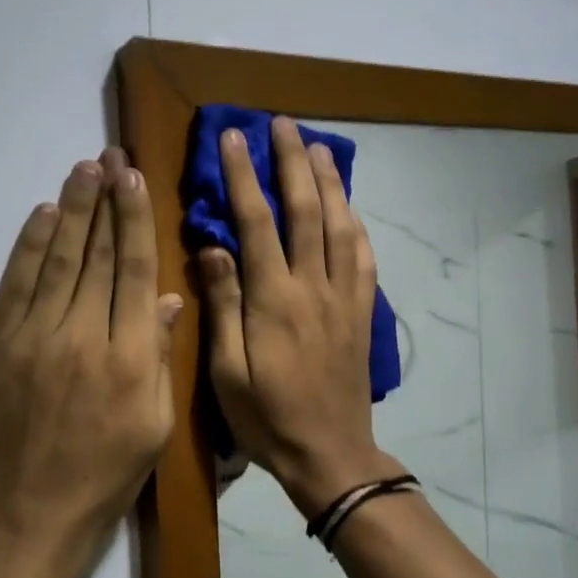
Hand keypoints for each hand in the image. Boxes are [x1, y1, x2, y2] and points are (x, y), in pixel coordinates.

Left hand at [0, 149, 183, 571]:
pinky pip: (13, 286)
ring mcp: (33, 338)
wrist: (23, 520)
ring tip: (79, 171)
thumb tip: (169, 299)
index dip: (135, 219)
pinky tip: (40, 216)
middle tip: (107, 157)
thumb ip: (160, 358)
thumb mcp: (154, 427)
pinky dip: (27, 248)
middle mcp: (83, 335)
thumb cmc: (103, 479)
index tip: (134, 179)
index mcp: (130, 356)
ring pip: (56, 260)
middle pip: (96, 255)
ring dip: (69, 210)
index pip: (135, 270)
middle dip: (103, 201)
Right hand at [199, 118, 405, 517]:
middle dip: (291, 161)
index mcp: (274, 299)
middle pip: (305, 209)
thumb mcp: (227, 371)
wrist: (329, 453)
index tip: (233, 138)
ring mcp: (344, 297)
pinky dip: (355, 223)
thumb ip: (223, 305)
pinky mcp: (363, 311)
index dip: (243, 175)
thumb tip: (214, 246)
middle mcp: (313, 287)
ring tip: (317, 146)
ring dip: (329, 181)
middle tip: (281, 123)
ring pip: (340, 224)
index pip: (256, 222)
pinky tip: (348, 206)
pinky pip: (364, 257)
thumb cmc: (267, 417)